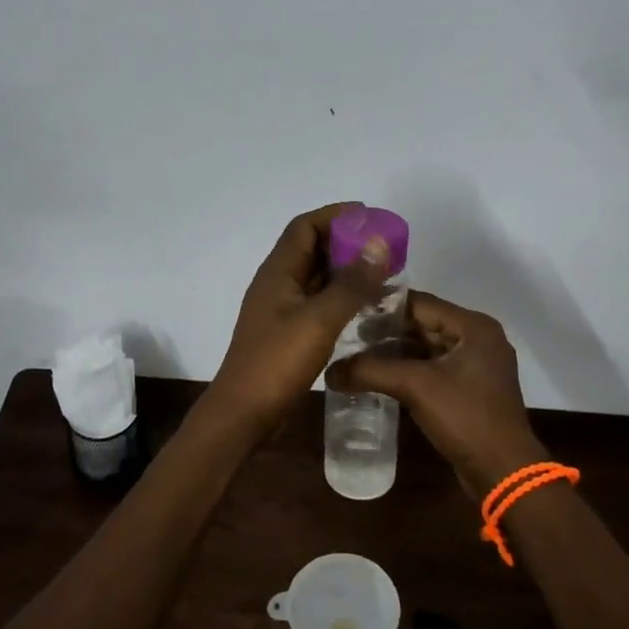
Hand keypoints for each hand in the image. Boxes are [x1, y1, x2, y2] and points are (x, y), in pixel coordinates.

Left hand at [208, 204, 390, 431]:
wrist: (245, 412)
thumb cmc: (277, 361)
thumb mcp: (319, 320)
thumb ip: (350, 284)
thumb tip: (378, 244)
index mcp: (278, 272)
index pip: (304, 227)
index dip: (335, 215)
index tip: (370, 216)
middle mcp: (277, 283)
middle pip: (311, 248)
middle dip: (345, 241)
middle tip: (384, 247)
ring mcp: (281, 309)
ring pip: (316, 276)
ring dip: (345, 270)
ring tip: (381, 272)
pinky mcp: (287, 331)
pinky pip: (317, 301)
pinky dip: (340, 296)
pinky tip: (365, 306)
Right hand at [328, 292, 546, 497]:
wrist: (504, 472)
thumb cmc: (465, 417)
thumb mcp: (415, 387)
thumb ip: (370, 371)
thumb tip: (329, 371)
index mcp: (473, 326)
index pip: (419, 303)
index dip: (383, 307)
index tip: (348, 311)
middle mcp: (478, 338)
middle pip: (423, 324)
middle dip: (386, 331)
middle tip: (347, 336)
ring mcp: (477, 365)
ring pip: (427, 347)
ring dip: (395, 352)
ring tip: (357, 357)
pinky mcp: (471, 389)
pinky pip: (433, 368)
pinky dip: (408, 370)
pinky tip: (380, 378)